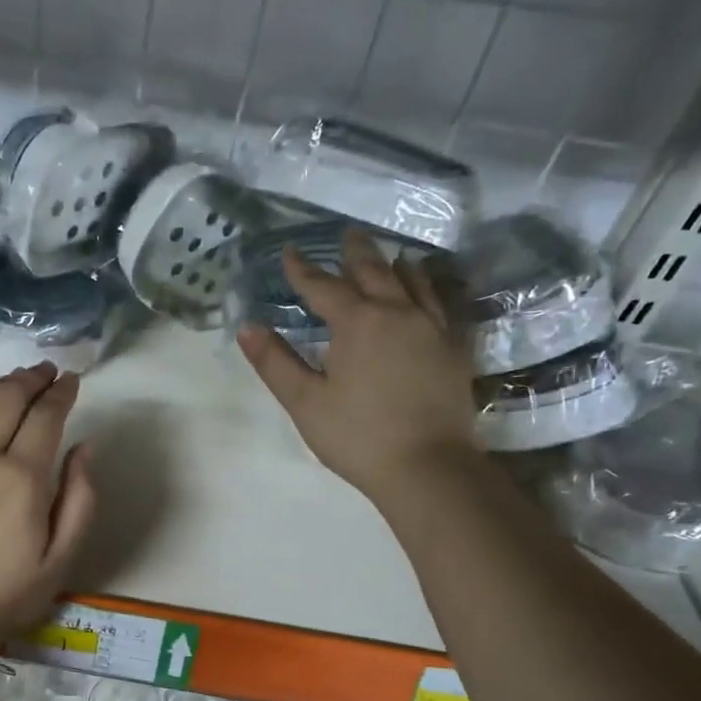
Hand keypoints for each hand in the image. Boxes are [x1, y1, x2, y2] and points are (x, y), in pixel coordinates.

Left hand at [0, 363, 97, 647]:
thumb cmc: (10, 592)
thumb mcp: (63, 557)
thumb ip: (81, 498)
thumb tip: (84, 448)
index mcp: (22, 479)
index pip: (46, 415)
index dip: (62, 392)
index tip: (72, 381)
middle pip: (7, 397)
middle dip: (31, 378)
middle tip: (47, 372)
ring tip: (15, 381)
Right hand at [237, 229, 474, 507]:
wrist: (428, 466)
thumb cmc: (357, 435)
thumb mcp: (305, 402)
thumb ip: (275, 362)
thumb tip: (247, 327)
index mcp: (357, 323)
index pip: (323, 287)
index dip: (303, 270)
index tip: (290, 252)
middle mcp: (397, 313)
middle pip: (374, 272)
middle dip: (356, 253)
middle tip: (347, 235)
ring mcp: (431, 328)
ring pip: (414, 281)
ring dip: (396, 265)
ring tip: (390, 256)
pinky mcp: (453, 348)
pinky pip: (440, 303)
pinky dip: (429, 288)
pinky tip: (427, 293)